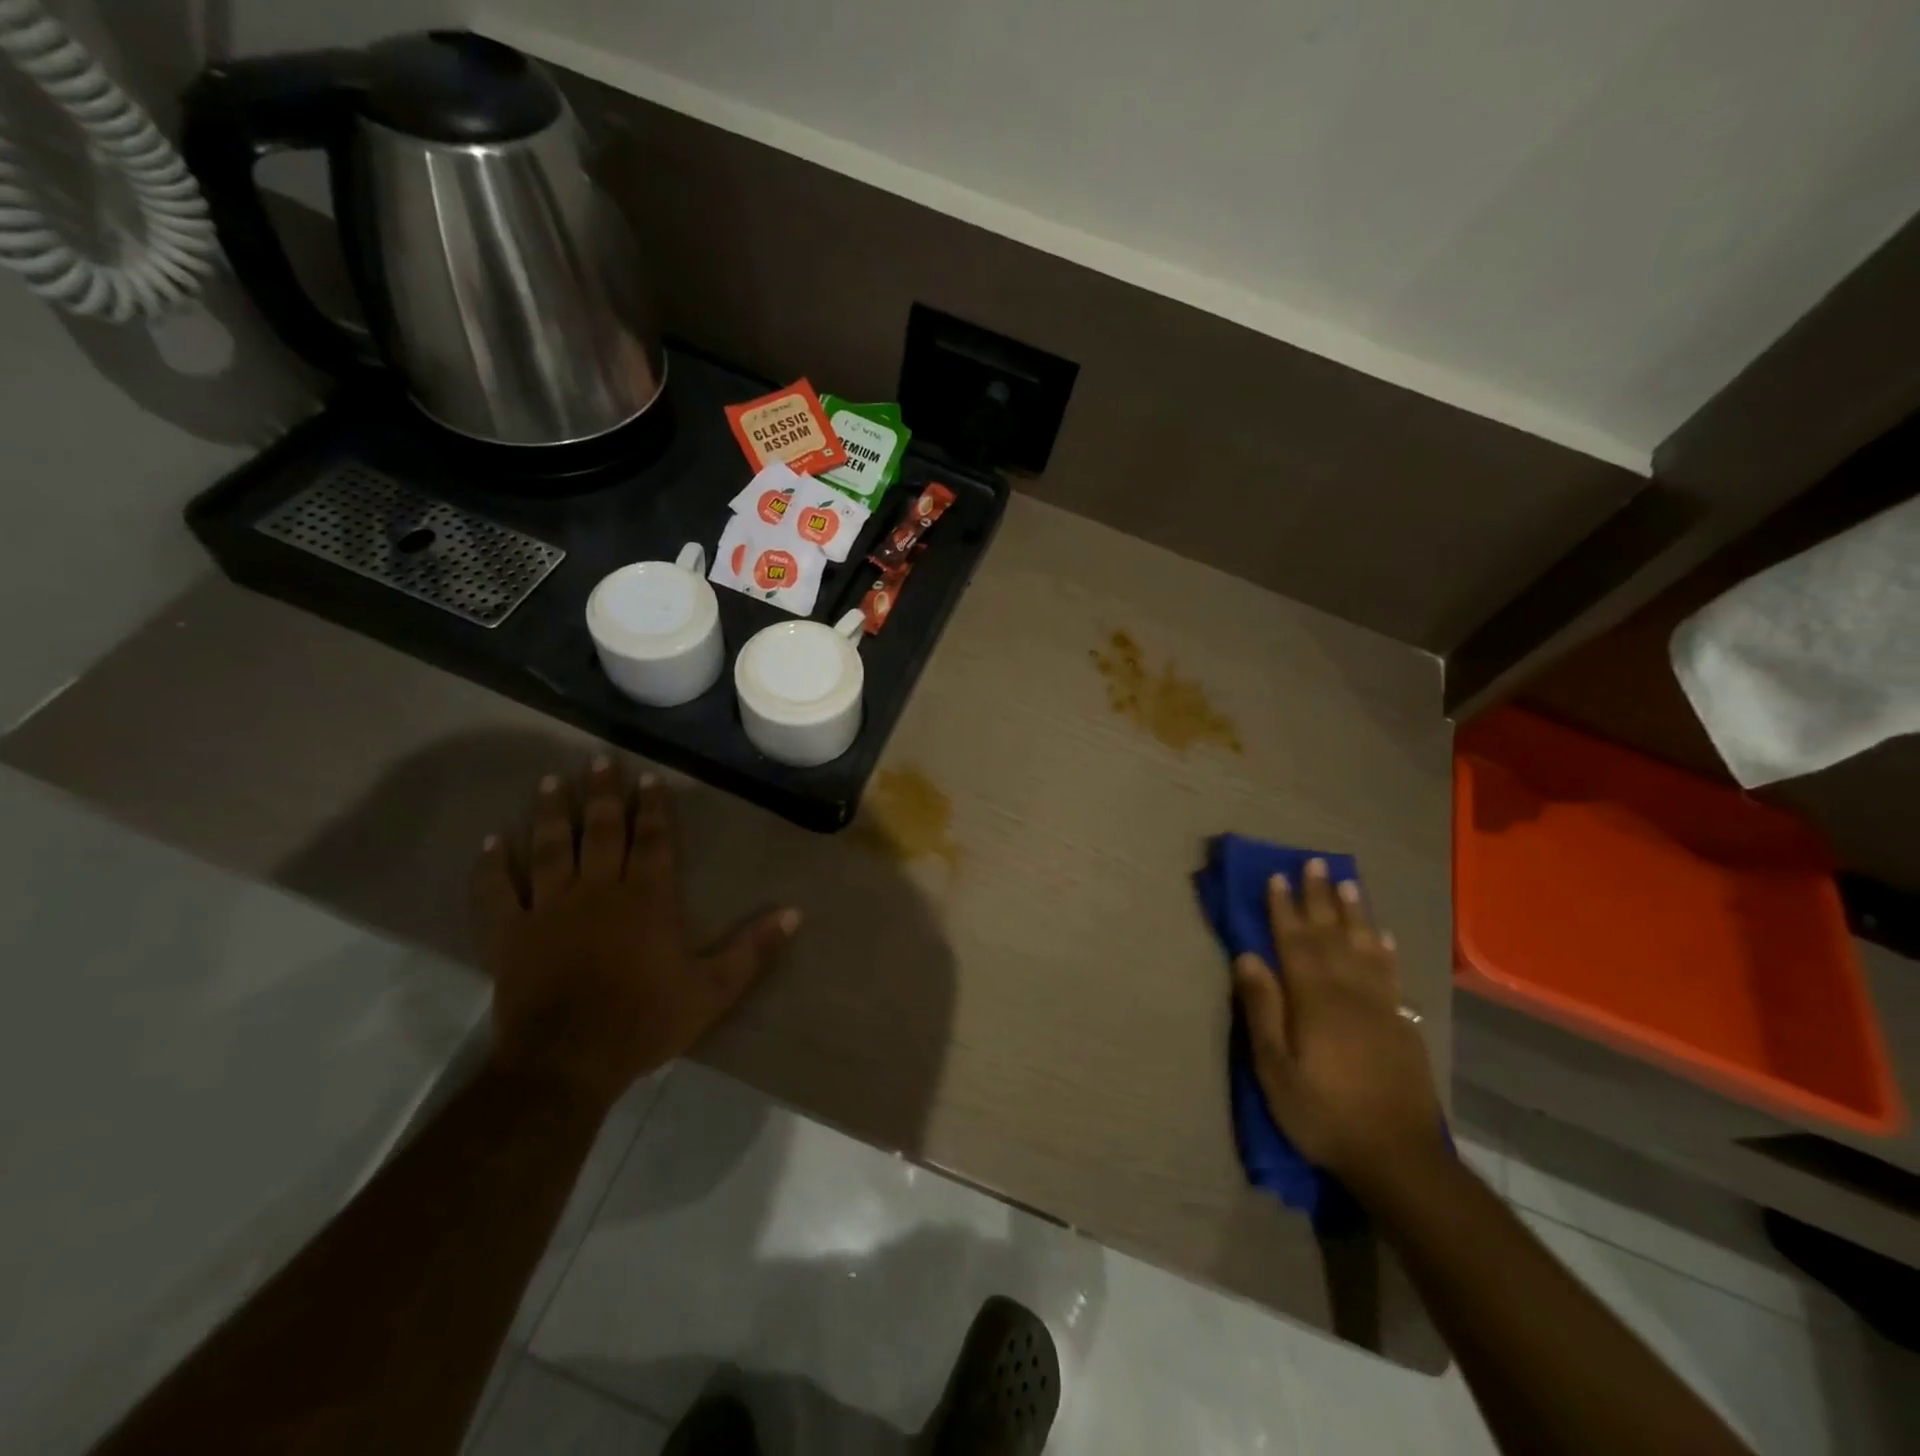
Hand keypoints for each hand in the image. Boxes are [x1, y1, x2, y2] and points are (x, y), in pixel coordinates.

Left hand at [473, 758, 799, 1110]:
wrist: (567, 1062)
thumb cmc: (645, 1021)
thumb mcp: (713, 989)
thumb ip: (753, 948)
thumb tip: (795, 913)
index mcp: (647, 899)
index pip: (653, 840)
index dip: (653, 807)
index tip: (648, 777)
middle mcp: (598, 890)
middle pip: (601, 831)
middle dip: (603, 794)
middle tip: (598, 760)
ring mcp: (549, 909)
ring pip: (551, 849)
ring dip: (551, 814)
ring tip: (551, 782)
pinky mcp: (511, 934)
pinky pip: (497, 893)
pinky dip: (492, 867)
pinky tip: (492, 843)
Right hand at [1232, 859, 1441, 1188]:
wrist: (1398, 1158)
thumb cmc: (1323, 1113)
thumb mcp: (1275, 1068)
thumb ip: (1263, 1009)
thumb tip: (1247, 958)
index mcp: (1315, 999)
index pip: (1295, 942)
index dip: (1284, 908)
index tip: (1277, 877)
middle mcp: (1350, 992)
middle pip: (1333, 935)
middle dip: (1321, 898)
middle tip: (1316, 863)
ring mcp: (1381, 1007)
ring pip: (1366, 947)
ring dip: (1356, 913)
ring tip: (1349, 883)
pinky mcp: (1402, 1026)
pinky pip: (1392, 975)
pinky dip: (1386, 951)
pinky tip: (1384, 937)